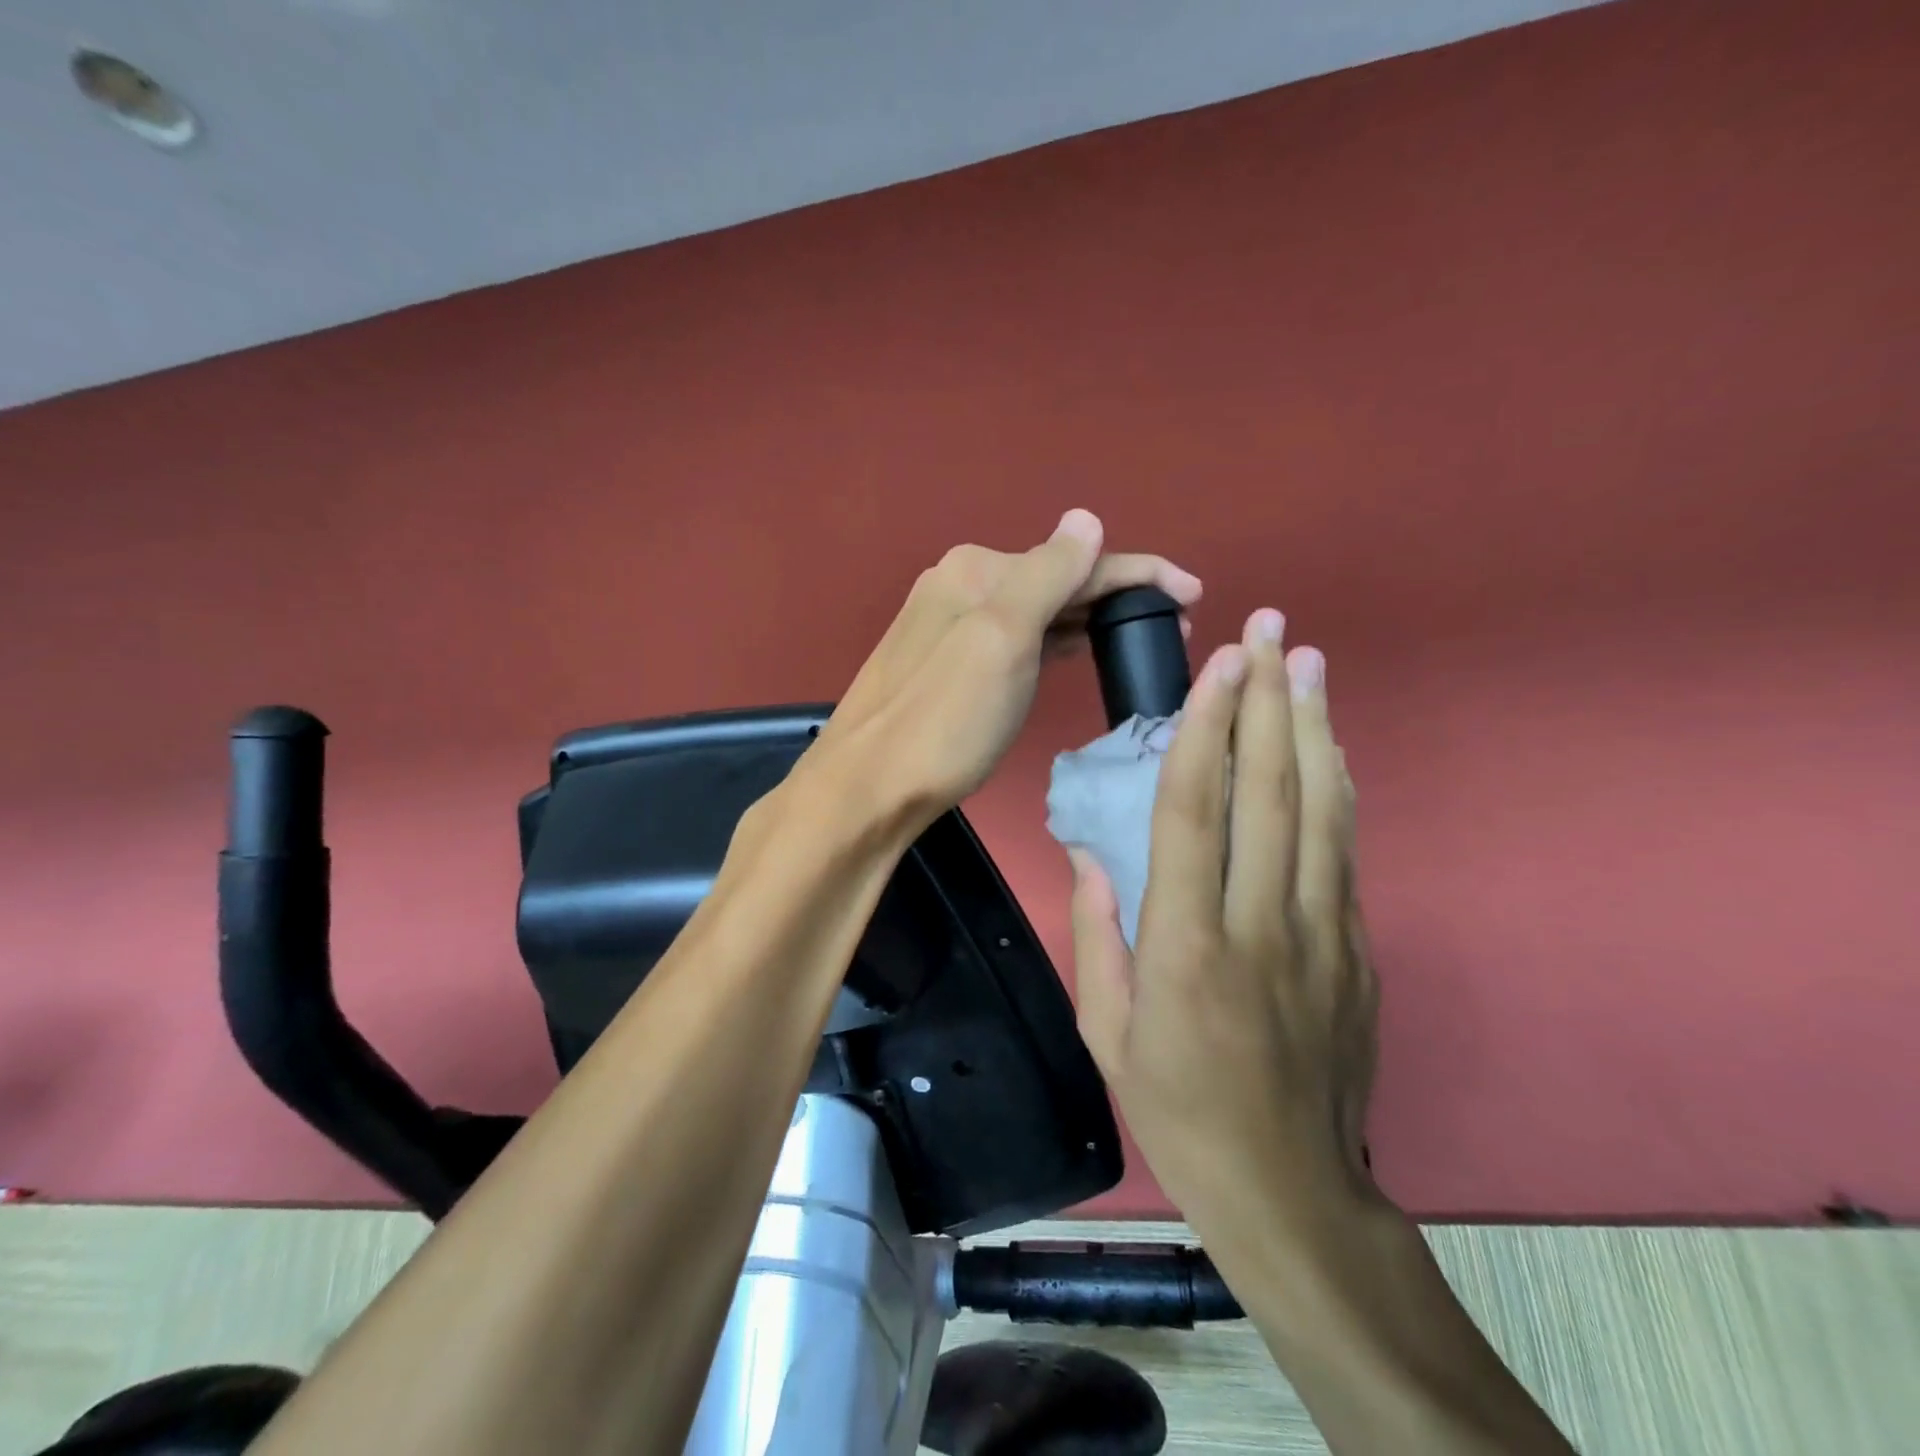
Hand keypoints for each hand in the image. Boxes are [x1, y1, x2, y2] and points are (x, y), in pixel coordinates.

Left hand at [808, 509, 1200, 826]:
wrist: (867, 789)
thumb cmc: (944, 721)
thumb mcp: (1002, 641)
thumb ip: (1046, 575)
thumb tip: (1085, 520)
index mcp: (977, 570)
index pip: (1074, 559)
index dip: (1139, 573)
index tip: (1193, 595)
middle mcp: (960, 585)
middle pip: (1055, 580)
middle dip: (1116, 595)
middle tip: (1172, 627)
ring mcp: (950, 626)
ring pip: (1036, 609)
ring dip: (1088, 616)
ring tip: (1138, 637)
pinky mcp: (947, 663)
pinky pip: (1017, 636)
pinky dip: (1054, 638)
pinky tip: (1075, 648)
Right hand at [1070, 609, 1380, 1248]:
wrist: (1291, 1191)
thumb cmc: (1179, 1109)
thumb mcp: (1106, 1032)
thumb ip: (1097, 934)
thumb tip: (1089, 854)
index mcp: (1186, 946)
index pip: (1195, 813)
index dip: (1206, 731)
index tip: (1217, 667)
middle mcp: (1261, 924)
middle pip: (1271, 792)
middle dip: (1269, 701)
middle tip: (1271, 631)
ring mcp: (1322, 935)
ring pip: (1321, 811)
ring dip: (1313, 728)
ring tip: (1306, 663)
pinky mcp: (1357, 950)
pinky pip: (1344, 851)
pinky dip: (1336, 788)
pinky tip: (1328, 747)